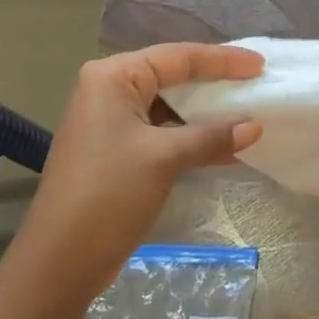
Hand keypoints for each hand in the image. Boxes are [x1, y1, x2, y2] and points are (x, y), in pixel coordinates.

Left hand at [16, 44, 264, 305]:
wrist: (59, 261)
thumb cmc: (109, 194)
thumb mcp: (164, 158)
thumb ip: (211, 136)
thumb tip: (254, 125)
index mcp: (113, 77)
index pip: (177, 57)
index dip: (222, 60)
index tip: (259, 65)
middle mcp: (109, 90)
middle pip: (173, 77)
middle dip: (215, 85)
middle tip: (256, 84)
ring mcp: (111, 121)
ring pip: (169, 107)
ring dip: (206, 115)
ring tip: (249, 115)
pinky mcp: (116, 150)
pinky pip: (162, 132)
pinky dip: (191, 138)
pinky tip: (227, 149)